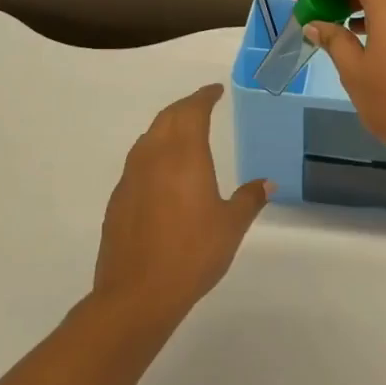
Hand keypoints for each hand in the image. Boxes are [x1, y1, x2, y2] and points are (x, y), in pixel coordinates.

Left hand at [93, 84, 270, 328]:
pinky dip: (152, 154)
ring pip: (148, 138)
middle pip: (166, 118)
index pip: (192, 112)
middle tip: (201, 105)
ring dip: (166, 128)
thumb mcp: (231, 226)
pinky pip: (137, 163)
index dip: (204, 97)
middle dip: (185, 107)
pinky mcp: (117, 200)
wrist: (137, 293)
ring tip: (182, 133)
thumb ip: (249, 199)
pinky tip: (161, 173)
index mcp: (184, 156)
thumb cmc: (192, 254)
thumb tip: (267, 183)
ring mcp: (130, 178)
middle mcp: (153, 157)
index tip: (215, 91)